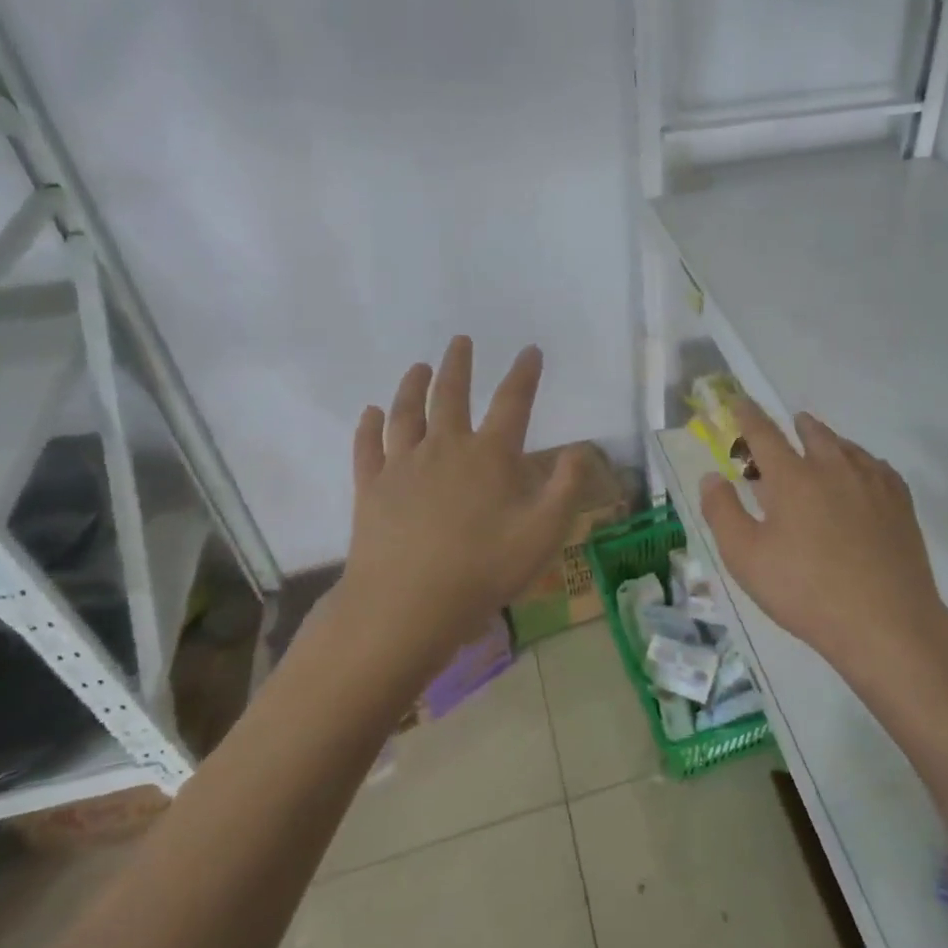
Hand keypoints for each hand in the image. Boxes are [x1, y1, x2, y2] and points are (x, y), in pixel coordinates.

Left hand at [330, 337, 582, 677]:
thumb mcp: (543, 534)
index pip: (513, 402)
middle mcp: (445, 448)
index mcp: (490, 456)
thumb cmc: (483, 570)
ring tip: (418, 367)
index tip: (530, 350)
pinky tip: (371, 413)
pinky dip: (370, 426)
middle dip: (458, 365)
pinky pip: (368, 447)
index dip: (524, 374)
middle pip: (451, 395)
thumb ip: (566, 489)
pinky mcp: (371, 488)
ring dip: (413, 385)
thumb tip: (579, 450)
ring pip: (407, 413)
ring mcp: (403, 466)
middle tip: (460, 341)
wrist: (406, 606)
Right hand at [699, 399, 947, 685]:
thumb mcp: (746, 558)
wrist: (885, 622)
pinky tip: (864, 475)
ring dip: (830, 441)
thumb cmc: (805, 591)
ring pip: (848, 447)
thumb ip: (722, 513)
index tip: (739, 401)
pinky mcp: (901, 503)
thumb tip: (711, 477)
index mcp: (793, 478)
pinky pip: (878, 467)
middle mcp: (834, 468)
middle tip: (790, 426)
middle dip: (796, 426)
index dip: (747, 415)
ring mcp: (873, 483)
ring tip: (824, 446)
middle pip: (813, 433)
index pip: (764, 434)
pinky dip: (863, 462)